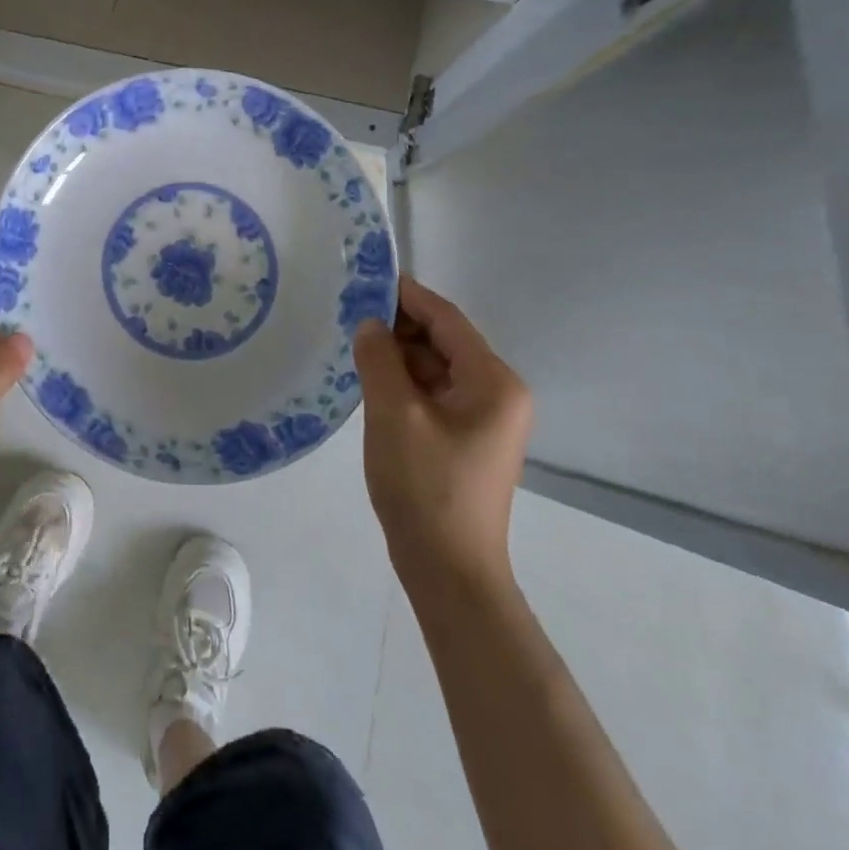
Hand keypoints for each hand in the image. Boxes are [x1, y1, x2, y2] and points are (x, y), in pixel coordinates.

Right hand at [352, 276, 532, 592]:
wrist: (448, 571)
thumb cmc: (425, 486)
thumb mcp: (393, 414)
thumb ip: (380, 358)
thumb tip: (370, 324)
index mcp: (493, 382)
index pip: (447, 320)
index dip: (407, 295)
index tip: (368, 278)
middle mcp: (498, 393)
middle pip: (444, 342)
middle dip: (399, 327)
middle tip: (350, 316)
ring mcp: (485, 419)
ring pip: (436, 368)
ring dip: (399, 356)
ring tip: (355, 347)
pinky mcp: (467, 439)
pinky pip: (434, 394)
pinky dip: (405, 383)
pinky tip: (372, 381)